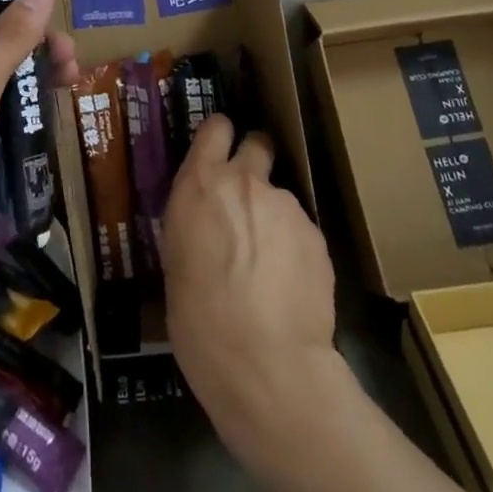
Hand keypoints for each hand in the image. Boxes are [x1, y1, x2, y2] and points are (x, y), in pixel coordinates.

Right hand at [162, 114, 337, 446]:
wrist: (265, 363)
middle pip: (257, 143)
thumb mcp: (175, 260)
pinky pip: (301, 231)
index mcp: (200, 182)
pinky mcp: (316, 235)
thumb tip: (205, 223)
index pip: (215, 128)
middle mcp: (244, 181)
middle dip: (255, 159)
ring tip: (270, 265)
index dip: (220, 135)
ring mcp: (285, 205)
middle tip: (248, 196)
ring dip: (273, 216)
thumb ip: (194, 223)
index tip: (220, 149)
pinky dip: (294, 248)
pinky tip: (289, 286)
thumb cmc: (198, 318)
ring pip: (280, 196)